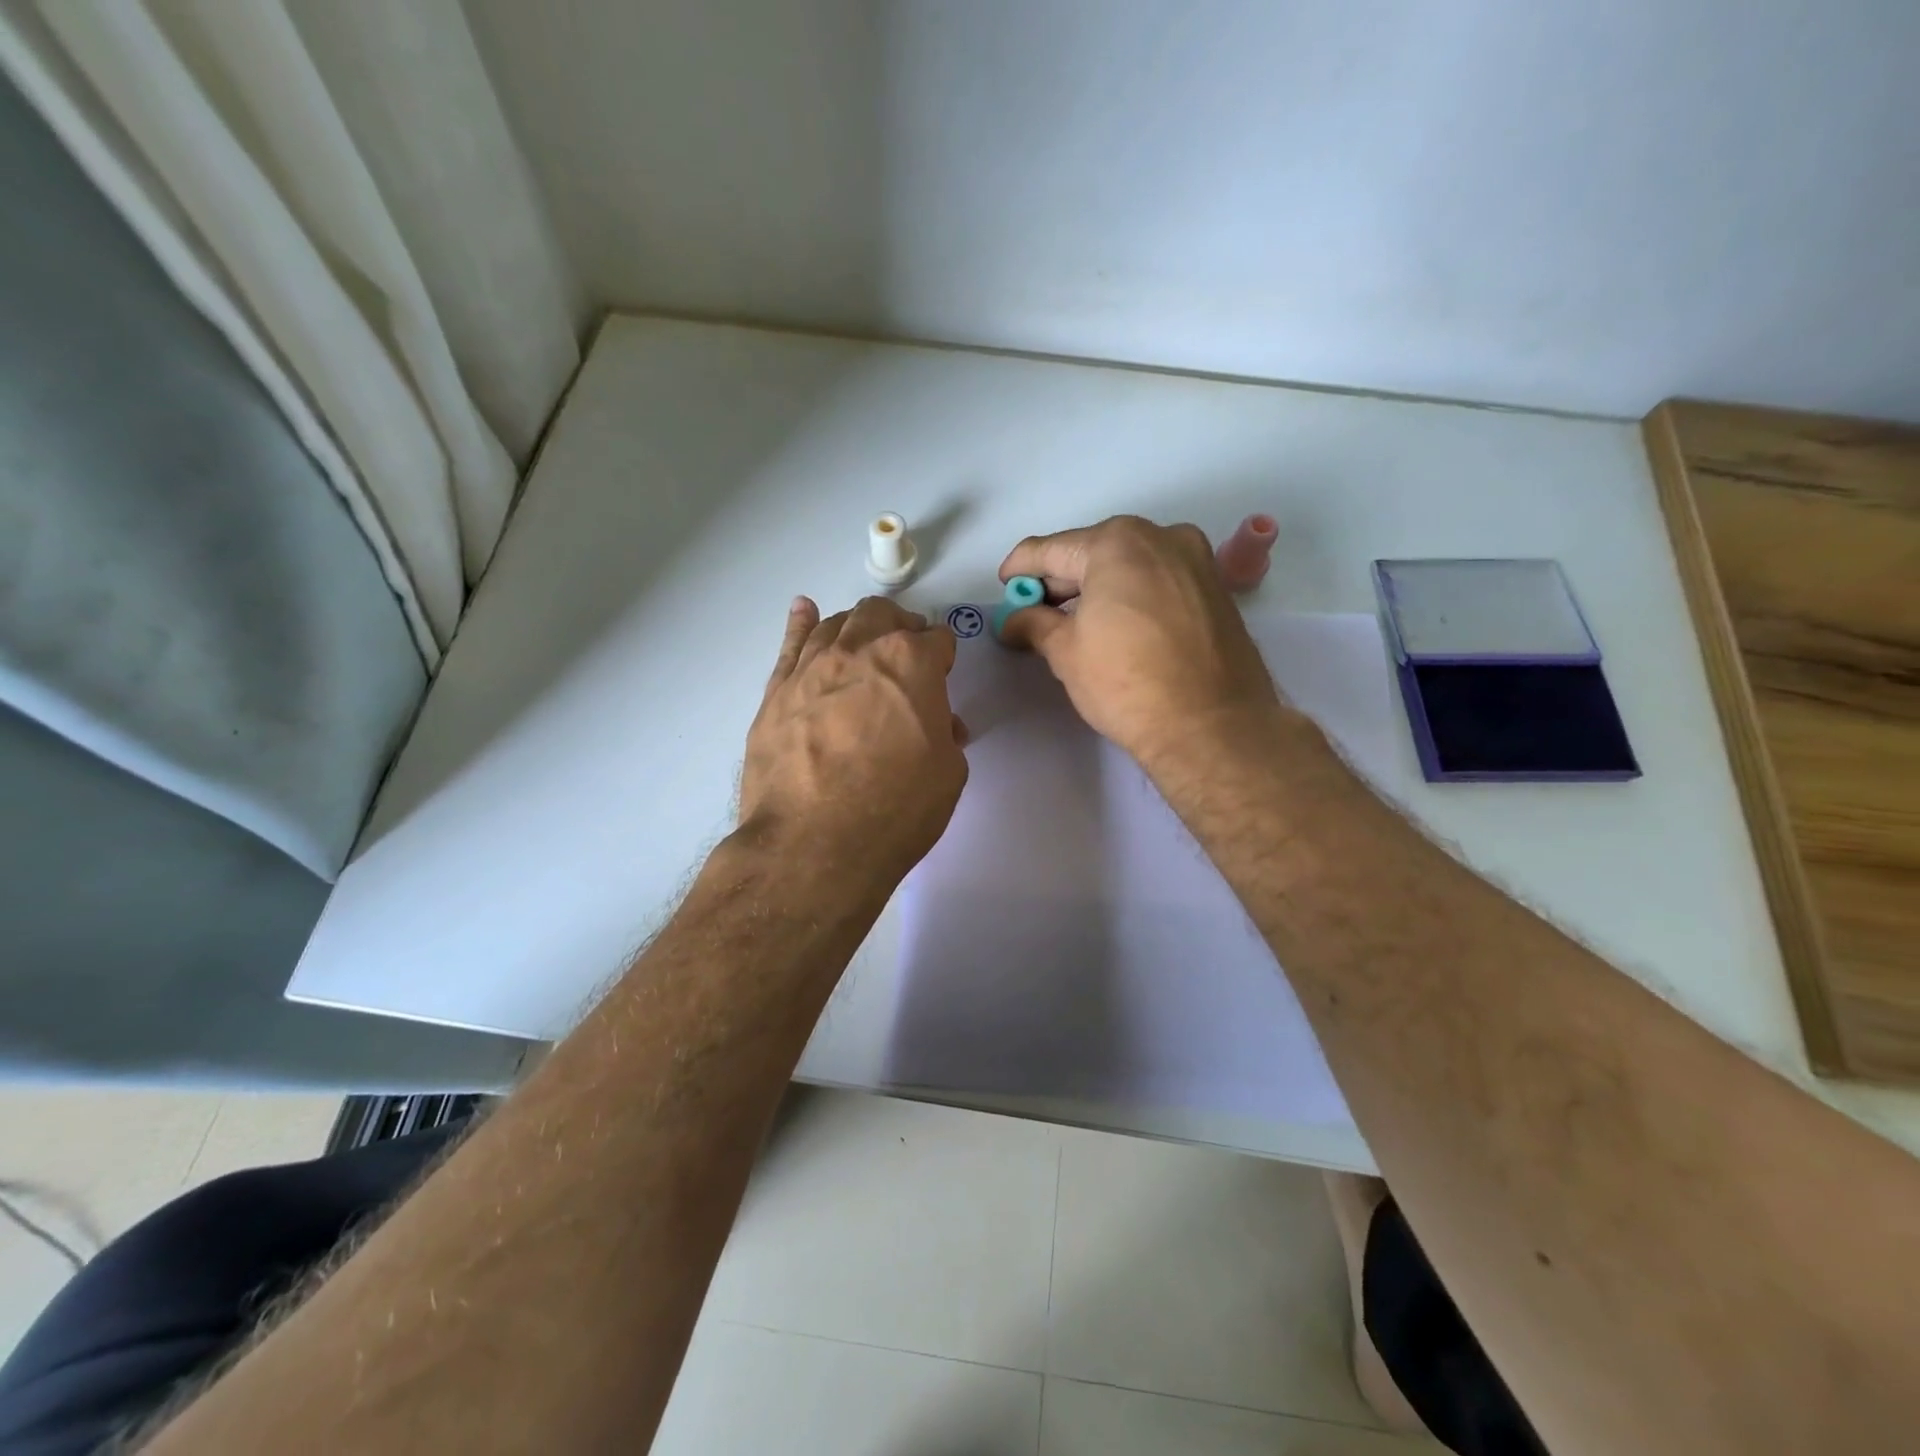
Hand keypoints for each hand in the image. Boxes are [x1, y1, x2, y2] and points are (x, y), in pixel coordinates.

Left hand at [739, 595, 967, 886]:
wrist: (812, 844)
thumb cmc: (895, 809)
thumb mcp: (947, 774)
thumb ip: (944, 735)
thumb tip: (937, 724)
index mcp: (911, 664)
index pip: (937, 640)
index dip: (943, 658)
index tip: (942, 676)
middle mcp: (859, 652)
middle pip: (883, 616)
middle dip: (902, 628)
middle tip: (907, 654)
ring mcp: (811, 668)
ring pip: (837, 624)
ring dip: (858, 627)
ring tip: (865, 643)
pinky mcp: (776, 693)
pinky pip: (790, 644)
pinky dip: (801, 623)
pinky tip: (806, 611)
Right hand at [997, 516, 1285, 765]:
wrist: (1211, 726)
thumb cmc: (1126, 683)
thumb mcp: (1066, 653)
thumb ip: (1034, 624)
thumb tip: (1013, 620)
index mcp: (1117, 542)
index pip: (1051, 550)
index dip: (1020, 569)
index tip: (1004, 587)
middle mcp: (1161, 537)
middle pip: (1093, 553)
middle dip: (1060, 582)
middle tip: (1034, 613)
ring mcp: (1196, 561)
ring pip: (1129, 566)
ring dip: (1097, 589)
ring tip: (1073, 625)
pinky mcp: (1216, 589)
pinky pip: (1158, 581)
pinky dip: (1131, 596)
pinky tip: (1116, 627)